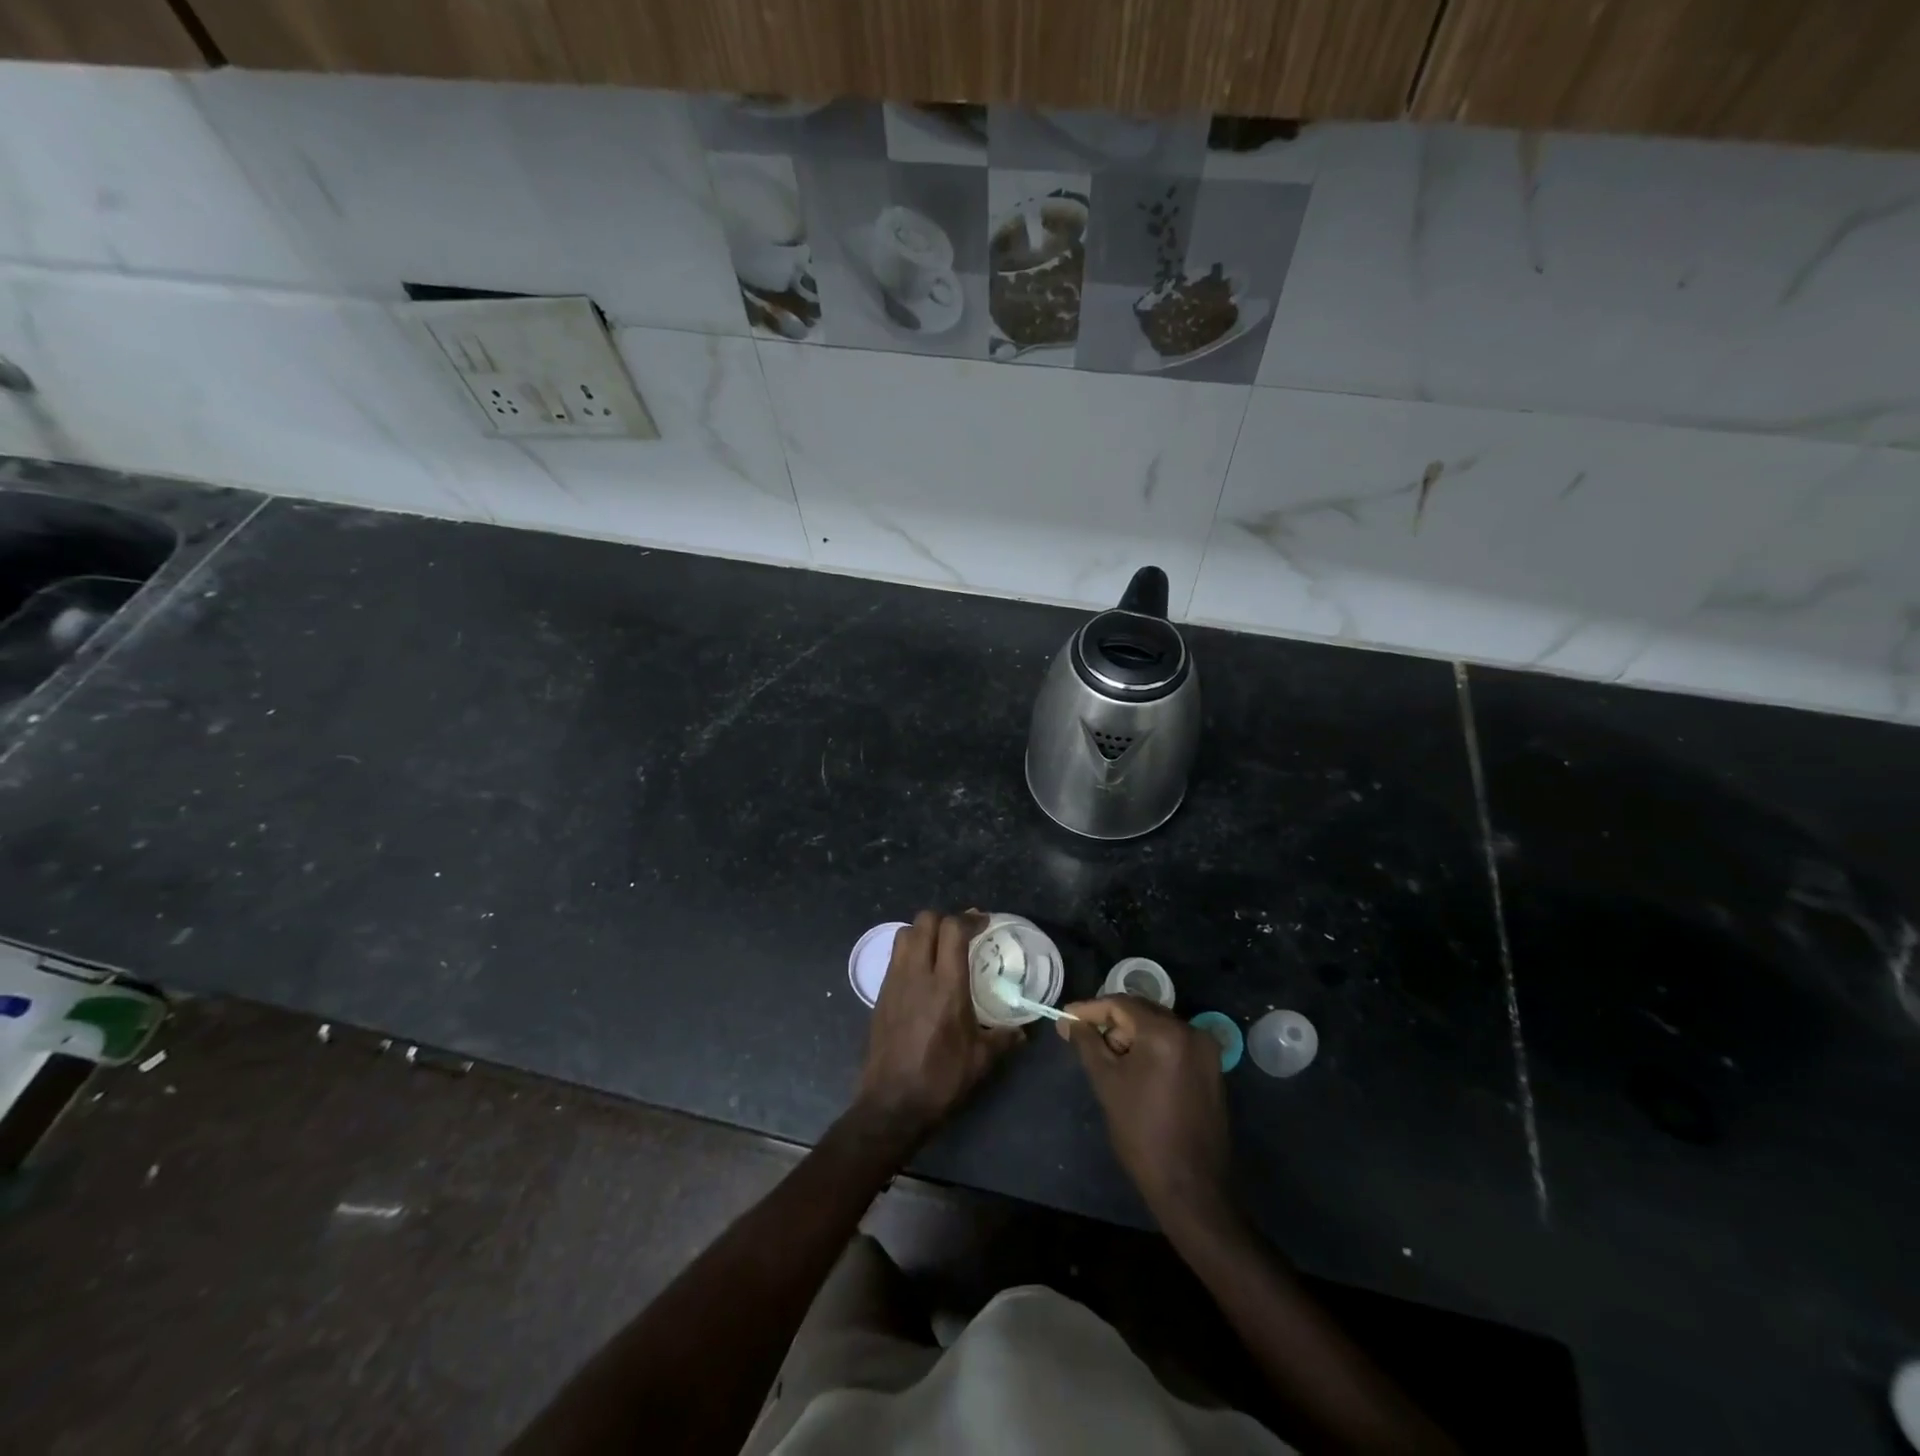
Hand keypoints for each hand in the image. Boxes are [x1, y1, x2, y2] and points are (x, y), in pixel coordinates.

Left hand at [856, 911, 1020, 1147]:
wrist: (892, 1103)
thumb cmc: (941, 1079)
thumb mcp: (981, 1060)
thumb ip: (1004, 1038)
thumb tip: (1023, 1030)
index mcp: (946, 985)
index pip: (952, 930)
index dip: (969, 919)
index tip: (983, 922)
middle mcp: (917, 974)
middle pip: (925, 921)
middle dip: (946, 918)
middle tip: (962, 932)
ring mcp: (894, 981)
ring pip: (905, 933)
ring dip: (924, 931)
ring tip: (940, 946)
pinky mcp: (880, 994)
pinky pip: (895, 956)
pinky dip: (910, 950)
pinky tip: (923, 971)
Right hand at [1059, 996, 1231, 1226]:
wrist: (1190, 1186)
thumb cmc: (1142, 1132)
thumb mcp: (1107, 1083)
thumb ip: (1086, 1043)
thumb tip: (1068, 1021)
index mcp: (1165, 1032)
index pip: (1121, 1004)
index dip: (1090, 1009)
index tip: (1066, 1017)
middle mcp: (1191, 1031)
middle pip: (1142, 1011)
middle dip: (1111, 1022)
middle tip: (1084, 1038)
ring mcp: (1206, 1049)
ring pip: (1158, 1026)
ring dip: (1131, 1035)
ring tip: (1108, 1058)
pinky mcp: (1211, 1067)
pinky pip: (1174, 1043)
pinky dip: (1152, 1047)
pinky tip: (1134, 1068)